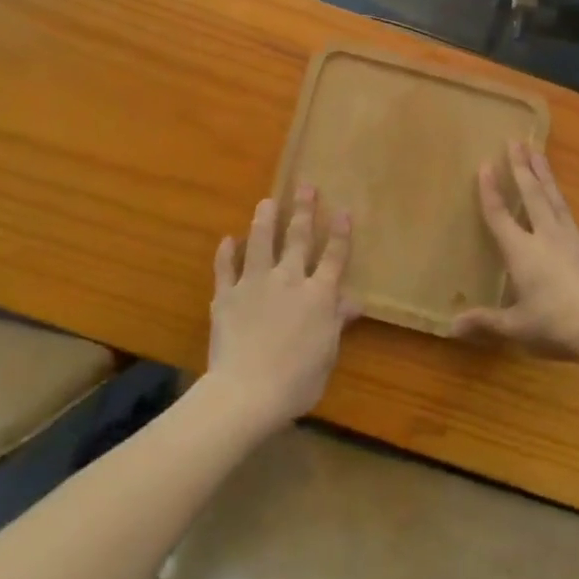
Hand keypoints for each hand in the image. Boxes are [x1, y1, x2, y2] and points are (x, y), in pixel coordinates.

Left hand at [208, 186, 360, 428]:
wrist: (246, 392)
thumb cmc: (296, 381)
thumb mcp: (327, 353)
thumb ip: (336, 323)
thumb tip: (352, 301)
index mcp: (318, 295)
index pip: (334, 257)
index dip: (339, 233)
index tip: (342, 210)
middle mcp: (289, 280)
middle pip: (298, 238)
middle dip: (303, 210)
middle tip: (305, 186)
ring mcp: (255, 284)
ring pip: (261, 242)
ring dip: (264, 220)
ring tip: (266, 201)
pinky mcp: (227, 295)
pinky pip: (225, 268)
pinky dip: (226, 253)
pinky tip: (228, 240)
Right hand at [452, 144, 578, 357]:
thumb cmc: (555, 325)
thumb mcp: (516, 327)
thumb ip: (486, 322)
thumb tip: (451, 326)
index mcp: (522, 252)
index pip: (500, 216)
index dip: (490, 190)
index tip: (485, 164)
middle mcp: (546, 238)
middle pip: (532, 194)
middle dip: (522, 167)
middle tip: (516, 141)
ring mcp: (574, 241)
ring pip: (556, 200)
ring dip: (545, 175)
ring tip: (539, 153)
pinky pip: (575, 224)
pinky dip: (565, 211)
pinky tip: (565, 212)